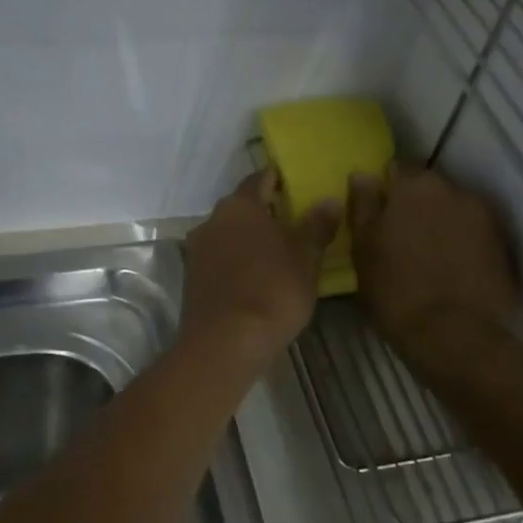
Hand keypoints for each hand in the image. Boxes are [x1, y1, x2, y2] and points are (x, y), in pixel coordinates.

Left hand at [182, 170, 338, 368]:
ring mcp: (197, 250)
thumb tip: (330, 200)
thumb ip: (318, 225)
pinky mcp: (191, 279)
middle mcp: (211, 220)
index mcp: (239, 206)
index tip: (295, 184)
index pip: (259, 179)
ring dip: (249, 238)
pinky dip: (237, 261)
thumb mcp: (306, 257)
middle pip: (241, 207)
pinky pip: (220, 259)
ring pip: (228, 234)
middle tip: (293, 221)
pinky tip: (255, 277)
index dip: (278, 180)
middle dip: (265, 212)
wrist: (225, 343)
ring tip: (277, 252)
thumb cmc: (272, 290)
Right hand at [348, 164, 518, 376]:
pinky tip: (450, 266)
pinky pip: (473, 233)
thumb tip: (362, 175)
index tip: (378, 209)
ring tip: (426, 252)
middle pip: (428, 187)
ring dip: (439, 222)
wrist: (454, 335)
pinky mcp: (502, 246)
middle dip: (415, 204)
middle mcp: (453, 191)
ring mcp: (483, 217)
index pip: (396, 169)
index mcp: (414, 187)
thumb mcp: (363, 248)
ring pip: (452, 209)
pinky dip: (461, 242)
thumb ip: (363, 206)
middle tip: (399, 233)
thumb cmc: (394, 290)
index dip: (385, 188)